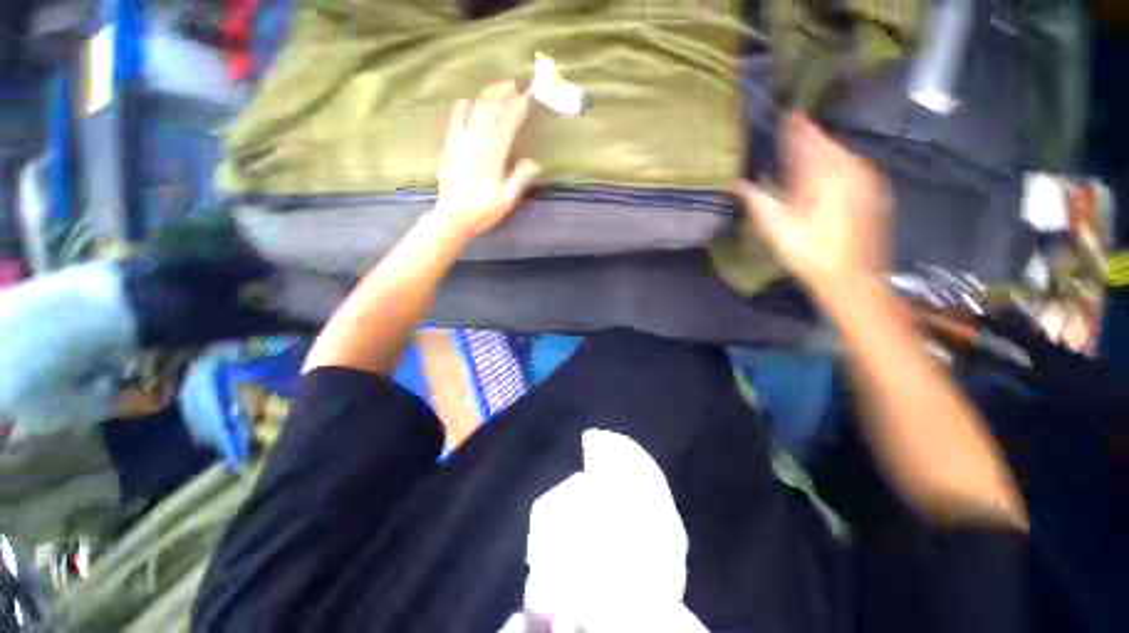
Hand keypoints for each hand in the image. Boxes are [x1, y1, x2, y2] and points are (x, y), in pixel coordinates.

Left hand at [434, 81, 540, 237]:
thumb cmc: (482, 211)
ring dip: (488, 96)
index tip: (528, 97)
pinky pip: (455, 121)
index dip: (518, 109)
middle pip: (492, 112)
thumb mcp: (506, 201)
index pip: (507, 124)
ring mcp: (461, 142)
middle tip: (517, 85)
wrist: (452, 217)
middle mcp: (476, 142)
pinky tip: (467, 100)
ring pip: (475, 111)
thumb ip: (519, 180)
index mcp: (493, 156)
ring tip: (499, 87)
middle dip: (505, 96)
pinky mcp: (450, 146)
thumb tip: (534, 162)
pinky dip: (462, 108)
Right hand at [737, 114, 891, 293]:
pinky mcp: (875, 194)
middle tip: (795, 127)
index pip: (809, 142)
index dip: (797, 129)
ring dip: (824, 149)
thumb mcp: (777, 228)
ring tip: (808, 146)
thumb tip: (738, 183)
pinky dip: (838, 163)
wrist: (854, 278)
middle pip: (828, 145)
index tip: (788, 115)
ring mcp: (868, 181)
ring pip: (842, 155)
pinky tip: (827, 169)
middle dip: (810, 136)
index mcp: (826, 176)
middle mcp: (851, 171)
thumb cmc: (810, 252)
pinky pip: (853, 167)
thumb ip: (758, 199)